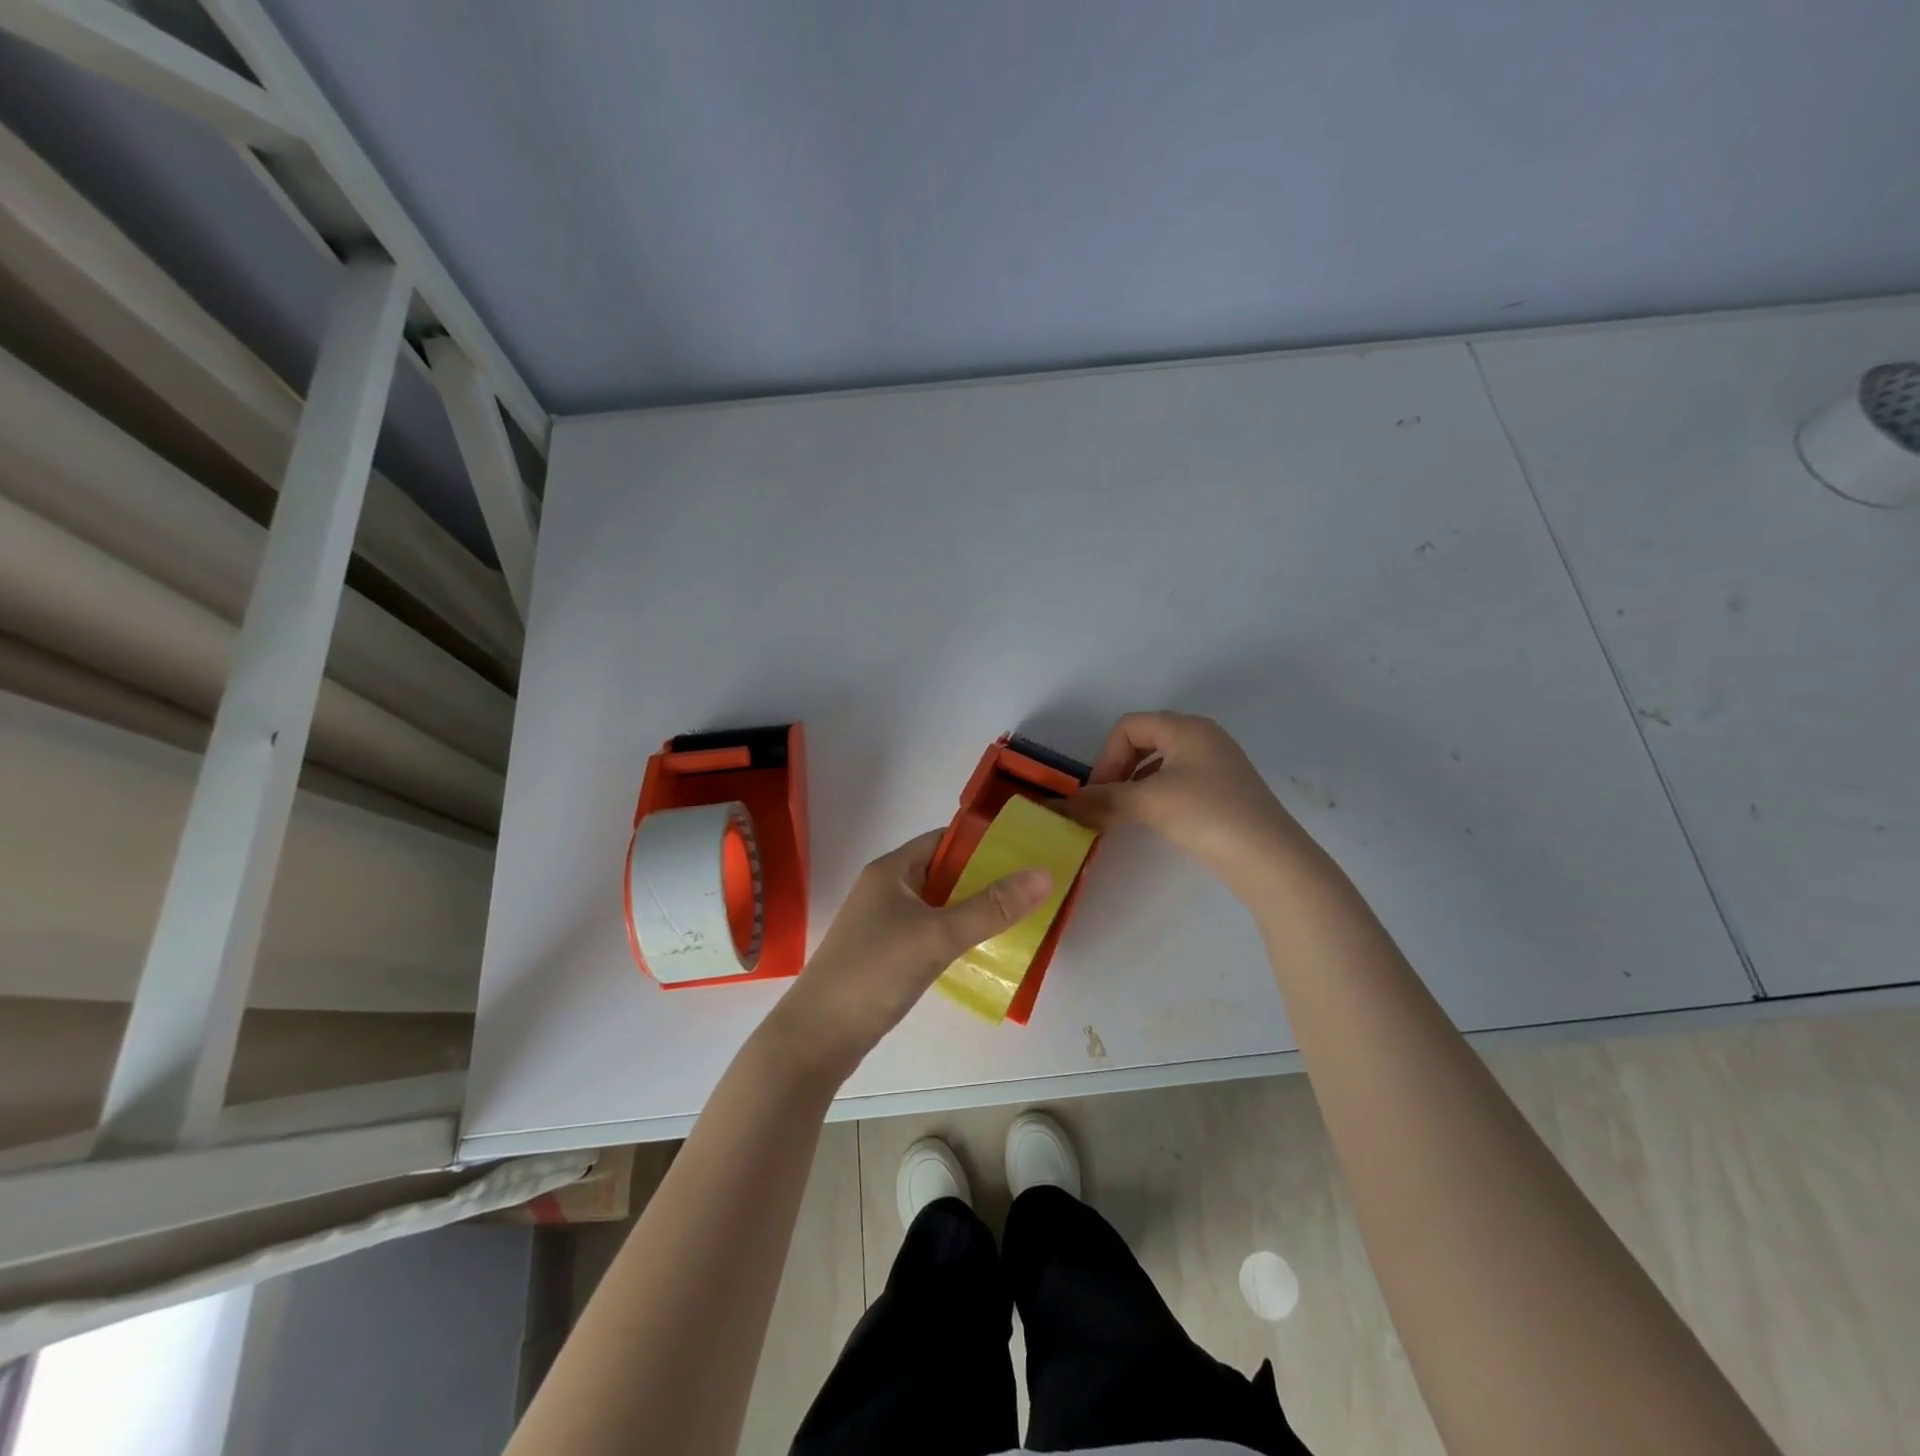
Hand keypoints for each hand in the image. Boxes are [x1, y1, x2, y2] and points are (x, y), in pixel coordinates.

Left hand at [765, 830, 1052, 1082]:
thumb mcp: (937, 936)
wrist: (817, 1038)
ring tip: (1017, 916)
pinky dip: (955, 934)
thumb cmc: (874, 973)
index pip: (944, 839)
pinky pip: (929, 932)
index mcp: (892, 870)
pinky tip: (981, 950)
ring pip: (937, 904)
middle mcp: (886, 889)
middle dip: (984, 877)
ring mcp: (883, 923)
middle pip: (943, 871)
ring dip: (972, 908)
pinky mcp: (885, 954)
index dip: (983, 840)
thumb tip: (1044, 874)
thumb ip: (991, 908)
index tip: (1026, 850)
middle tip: (1030, 887)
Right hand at [1065, 712, 1310, 897]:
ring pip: (1160, 765)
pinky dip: (1156, 796)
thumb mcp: (1149, 802)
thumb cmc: (1207, 814)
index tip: (1099, 792)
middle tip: (1107, 803)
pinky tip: (1153, 821)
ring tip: (1124, 815)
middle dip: (1118, 770)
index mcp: (1187, 728)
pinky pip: (1177, 783)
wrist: (1269, 859)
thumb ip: (1102, 800)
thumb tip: (1060, 806)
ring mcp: (1217, 766)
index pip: (1129, 726)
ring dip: (1135, 785)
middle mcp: (1203, 738)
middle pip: (1144, 742)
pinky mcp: (1224, 793)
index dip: (1105, 756)